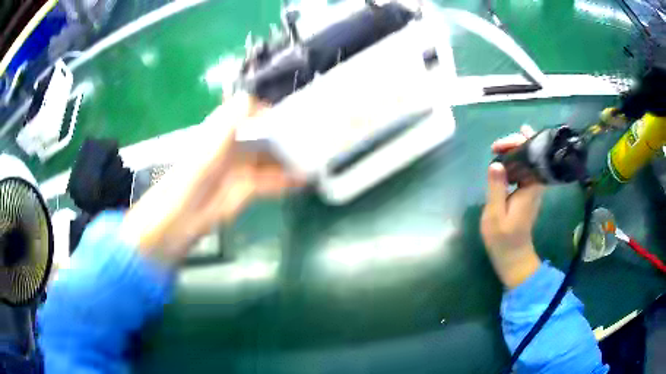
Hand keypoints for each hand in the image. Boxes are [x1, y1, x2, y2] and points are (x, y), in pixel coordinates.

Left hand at [121, 94, 302, 266]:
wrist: (186, 211)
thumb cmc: (197, 171)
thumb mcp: (214, 138)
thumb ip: (234, 115)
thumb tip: (258, 99)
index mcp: (226, 127)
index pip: (253, 111)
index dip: (273, 110)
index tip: (296, 111)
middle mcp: (237, 144)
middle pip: (267, 134)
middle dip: (288, 133)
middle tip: (314, 133)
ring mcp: (244, 166)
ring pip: (272, 157)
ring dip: (291, 157)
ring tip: (315, 155)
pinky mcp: (249, 187)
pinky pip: (272, 179)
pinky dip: (288, 179)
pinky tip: (305, 179)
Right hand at [481, 126, 543, 288]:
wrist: (513, 256)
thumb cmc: (503, 238)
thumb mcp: (495, 215)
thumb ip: (496, 188)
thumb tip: (495, 163)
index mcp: (530, 188)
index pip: (533, 157)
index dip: (520, 143)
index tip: (500, 146)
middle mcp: (535, 185)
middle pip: (533, 155)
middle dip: (517, 144)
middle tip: (496, 147)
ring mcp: (532, 189)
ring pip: (530, 161)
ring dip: (516, 150)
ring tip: (498, 148)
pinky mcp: (527, 192)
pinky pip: (525, 169)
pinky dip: (516, 160)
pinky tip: (506, 159)